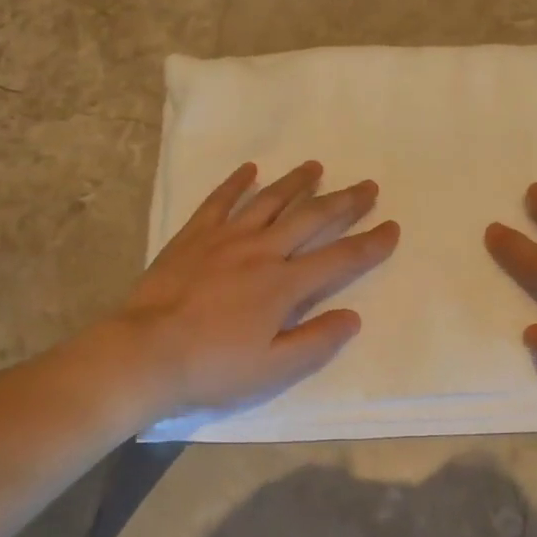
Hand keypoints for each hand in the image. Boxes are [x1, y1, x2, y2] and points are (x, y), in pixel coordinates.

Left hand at [102, 160, 399, 424]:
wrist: (144, 354)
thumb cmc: (211, 367)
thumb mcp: (271, 370)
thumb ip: (315, 342)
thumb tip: (353, 316)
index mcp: (283, 285)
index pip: (339, 259)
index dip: (370, 243)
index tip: (393, 227)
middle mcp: (261, 251)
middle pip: (311, 219)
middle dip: (344, 202)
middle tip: (367, 185)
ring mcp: (225, 238)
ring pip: (269, 200)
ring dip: (297, 182)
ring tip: (316, 167)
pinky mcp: (193, 236)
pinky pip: (219, 200)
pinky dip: (236, 183)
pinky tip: (250, 169)